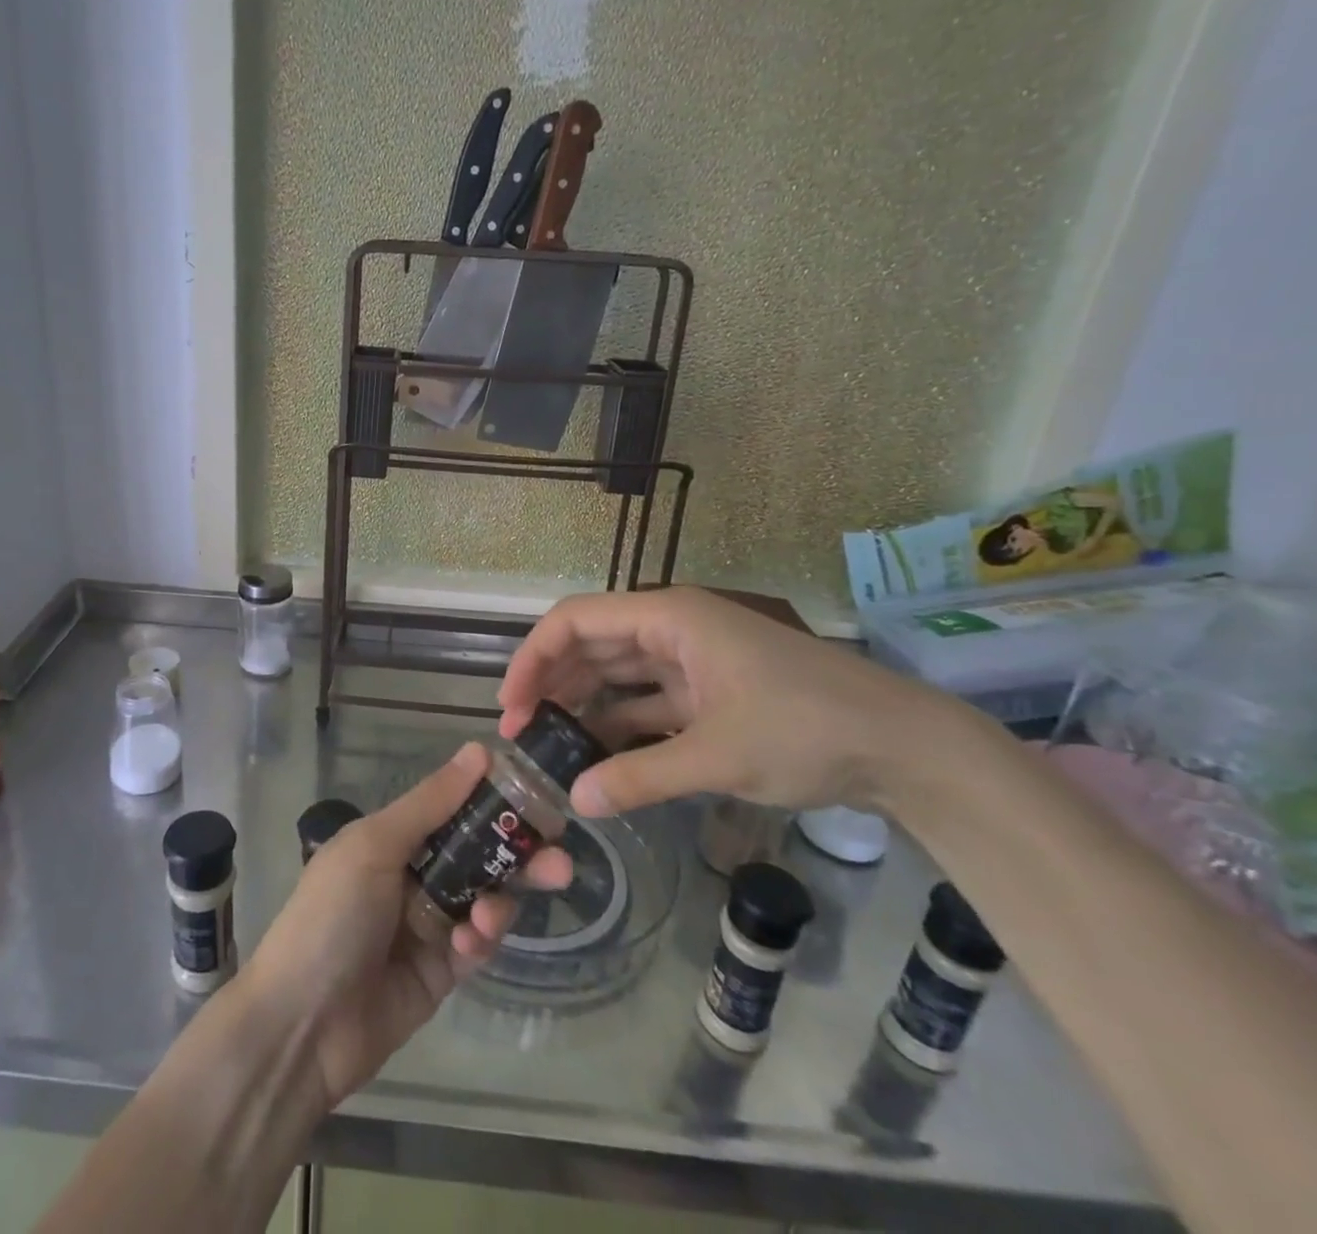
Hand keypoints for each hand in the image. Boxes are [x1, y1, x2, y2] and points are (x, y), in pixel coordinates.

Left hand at [236, 743, 571, 1111]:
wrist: (303, 1024)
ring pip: (483, 898)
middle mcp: (411, 875)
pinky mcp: (441, 972)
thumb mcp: (374, 846)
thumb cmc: (333, 915)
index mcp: (391, 838)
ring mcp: (427, 925)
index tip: (537, 794)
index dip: (491, 800)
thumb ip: (430, 803)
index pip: (452, 808)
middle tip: (561, 859)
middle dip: (517, 855)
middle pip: (477, 854)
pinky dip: (481, 938)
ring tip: (490, 913)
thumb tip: (479, 751)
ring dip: (498, 900)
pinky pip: (476, 944)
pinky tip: (470, 942)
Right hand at [496, 586, 985, 818]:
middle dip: (551, 683)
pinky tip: (597, 757)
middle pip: (591, 645)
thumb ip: (640, 777)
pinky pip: (648, 703)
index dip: (534, 658)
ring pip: (617, 674)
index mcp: (669, 617)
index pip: (576, 621)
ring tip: (549, 747)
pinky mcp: (711, 694)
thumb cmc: (808, 730)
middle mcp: (673, 629)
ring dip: (582, 705)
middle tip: (519, 733)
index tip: (510, 705)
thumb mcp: (718, 756)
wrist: (908, 749)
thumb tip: (575, 800)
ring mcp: (693, 661)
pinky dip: (621, 726)